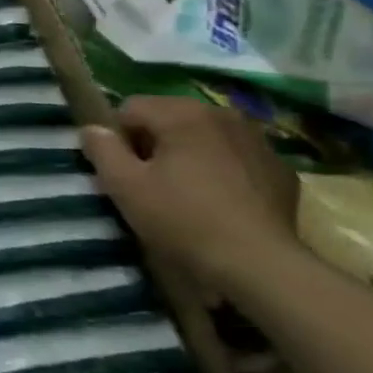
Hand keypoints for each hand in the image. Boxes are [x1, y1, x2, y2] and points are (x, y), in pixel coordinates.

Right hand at [81, 97, 301, 293]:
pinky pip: (235, 156)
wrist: (259, 265)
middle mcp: (223, 115)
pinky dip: (221, 168)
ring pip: (204, 135)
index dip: (118, 138)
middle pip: (169, 117)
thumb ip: (101, 148)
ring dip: (188, 153)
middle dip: (154, 142)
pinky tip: (219, 200)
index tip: (122, 169)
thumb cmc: (182, 219)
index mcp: (183, 114)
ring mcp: (258, 140)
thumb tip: (92, 129)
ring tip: (185, 190)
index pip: (130, 108)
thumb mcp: (123, 185)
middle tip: (149, 181)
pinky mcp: (280, 168)